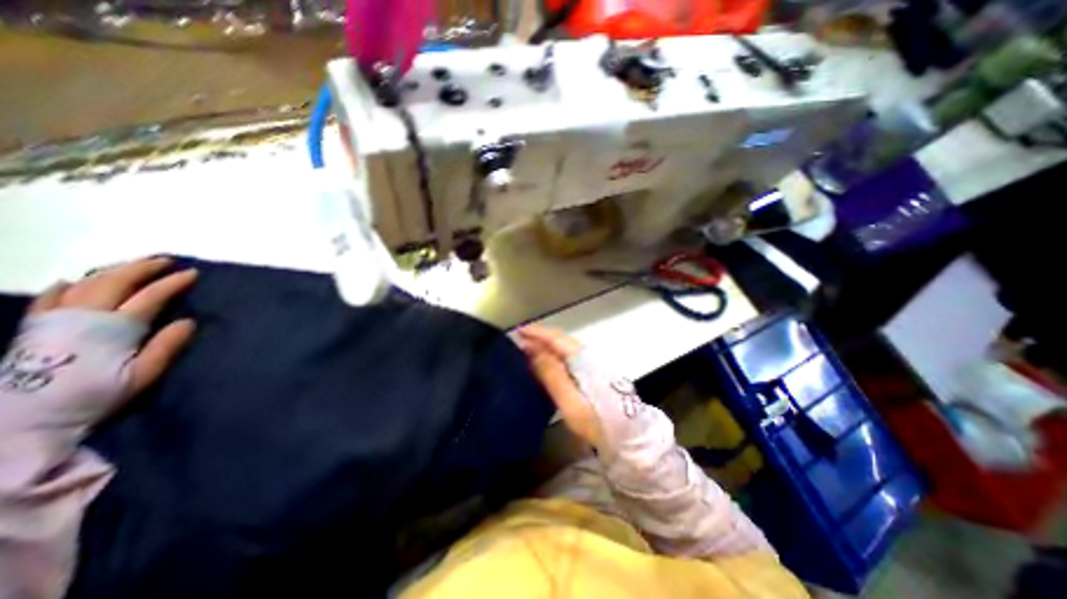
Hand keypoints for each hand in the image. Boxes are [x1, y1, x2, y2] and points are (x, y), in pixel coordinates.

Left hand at [0, 258, 195, 430]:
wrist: (21, 418)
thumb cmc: (94, 395)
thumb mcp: (142, 376)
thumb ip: (166, 347)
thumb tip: (189, 321)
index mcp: (115, 327)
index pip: (151, 296)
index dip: (173, 283)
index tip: (192, 273)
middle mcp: (85, 315)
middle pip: (116, 281)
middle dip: (143, 267)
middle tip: (166, 260)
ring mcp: (56, 318)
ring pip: (87, 283)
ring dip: (114, 270)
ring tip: (133, 265)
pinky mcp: (35, 326)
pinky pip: (51, 297)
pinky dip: (66, 285)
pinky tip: (73, 281)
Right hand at [514, 325, 603, 446]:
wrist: (627, 437)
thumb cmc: (596, 421)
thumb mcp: (570, 402)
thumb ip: (552, 374)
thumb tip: (532, 349)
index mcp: (582, 359)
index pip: (556, 338)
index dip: (536, 333)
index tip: (517, 331)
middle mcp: (587, 355)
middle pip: (560, 340)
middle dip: (538, 337)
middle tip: (517, 340)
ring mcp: (591, 363)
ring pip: (563, 348)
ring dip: (545, 345)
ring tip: (525, 348)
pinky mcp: (591, 373)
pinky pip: (567, 357)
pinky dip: (552, 355)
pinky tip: (544, 361)